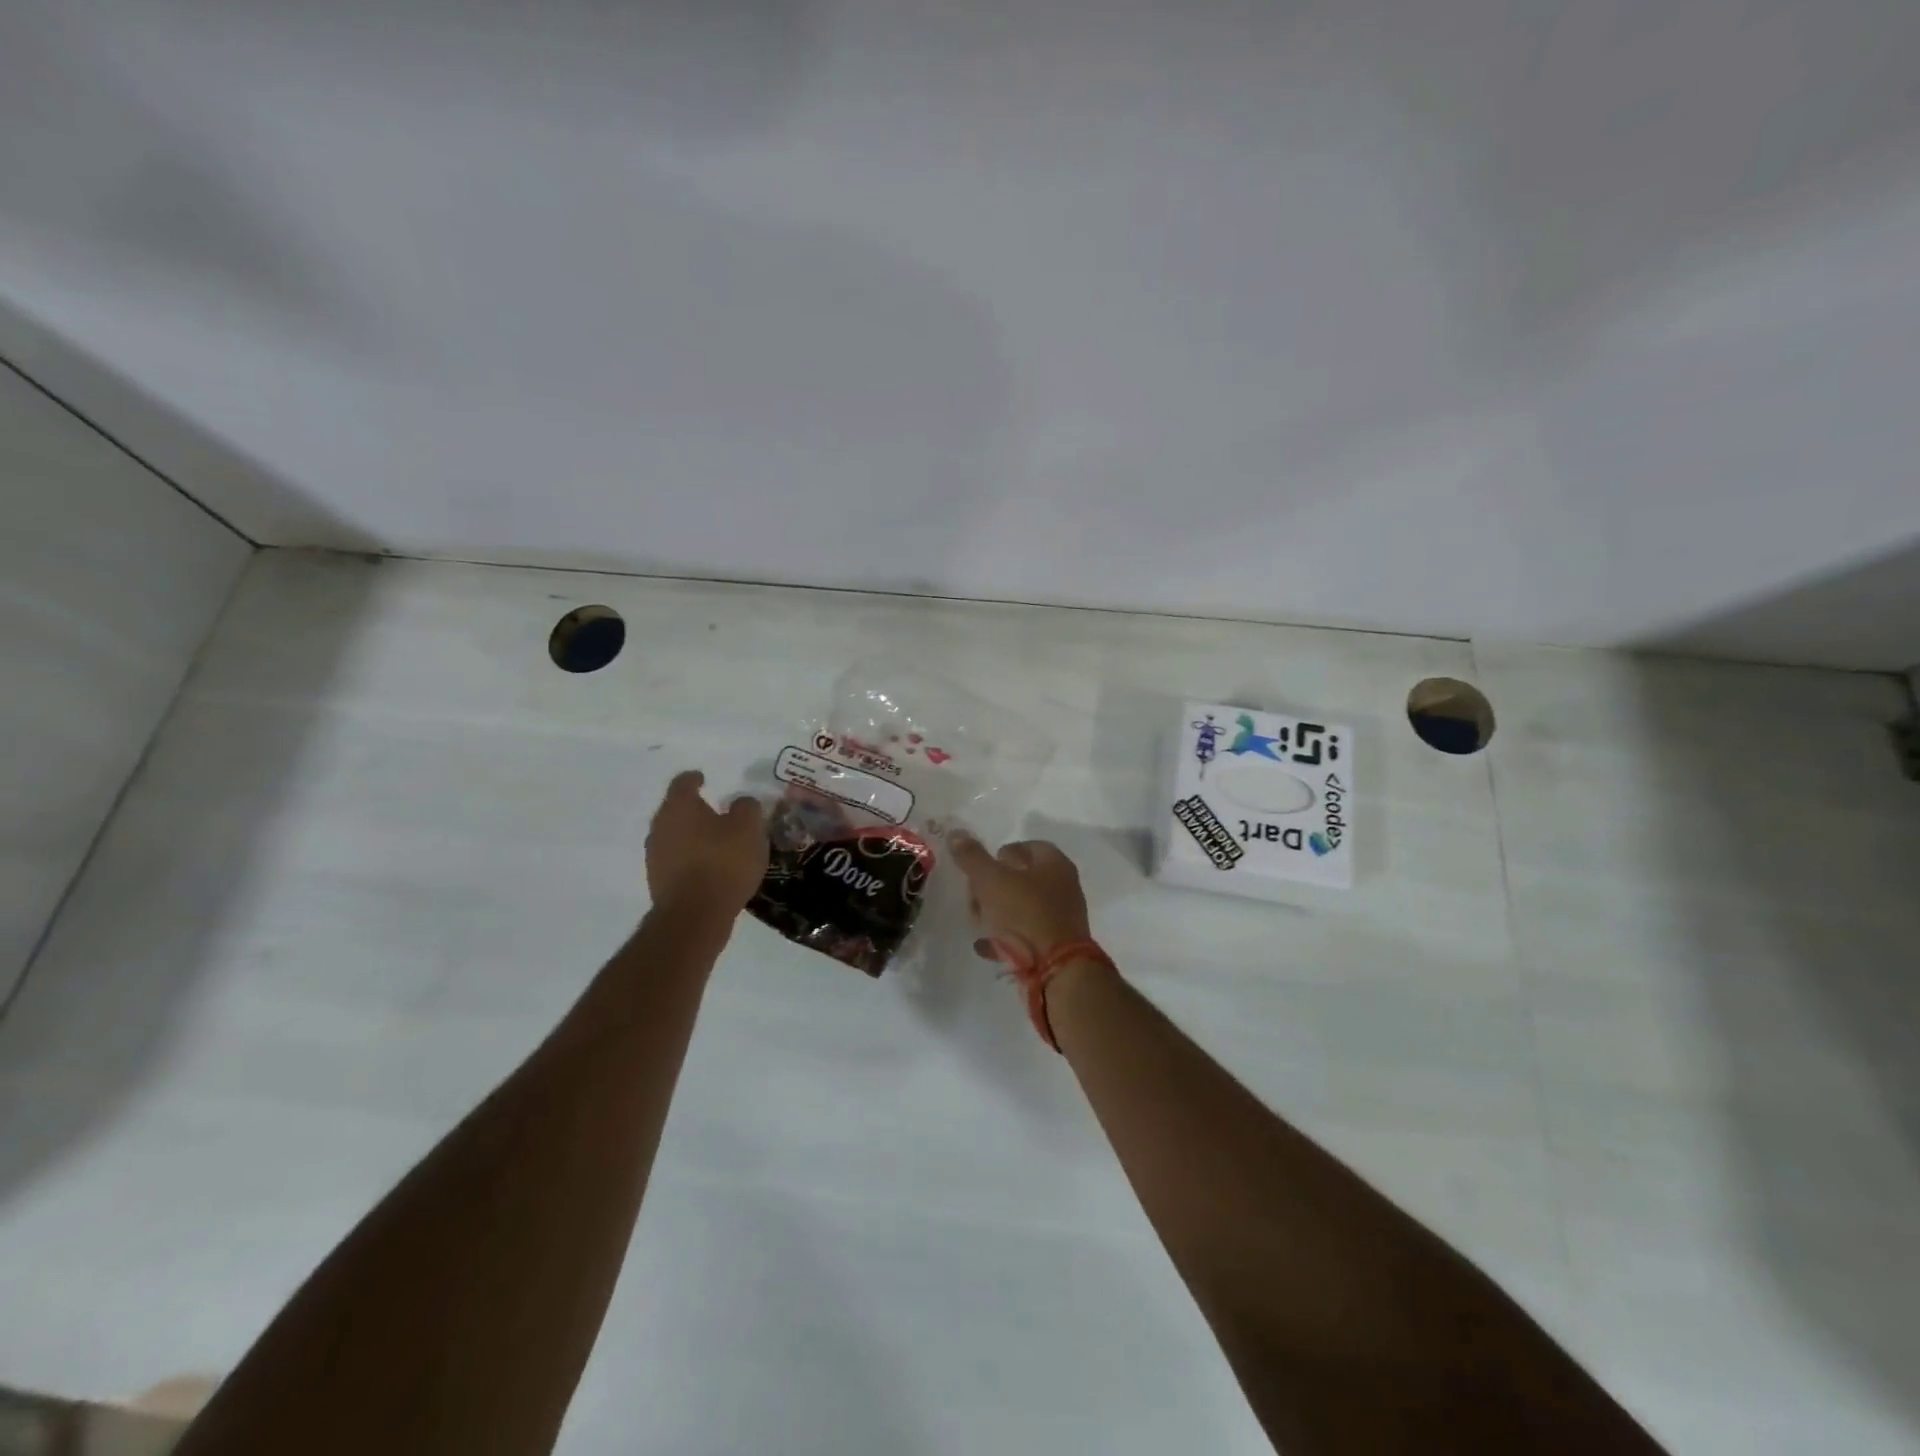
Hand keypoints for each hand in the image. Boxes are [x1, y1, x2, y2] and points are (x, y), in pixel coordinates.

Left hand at [646, 771, 767, 913]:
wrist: (695, 915)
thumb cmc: (723, 861)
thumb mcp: (749, 828)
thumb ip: (746, 808)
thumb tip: (741, 803)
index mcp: (679, 806)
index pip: (683, 782)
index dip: (694, 778)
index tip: (704, 778)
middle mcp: (660, 826)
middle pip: (676, 810)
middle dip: (694, 809)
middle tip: (716, 812)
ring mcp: (655, 855)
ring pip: (675, 836)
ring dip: (692, 836)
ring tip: (716, 842)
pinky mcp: (658, 881)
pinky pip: (676, 860)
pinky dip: (691, 858)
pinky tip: (710, 867)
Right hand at [949, 833, 1092, 958]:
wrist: (1054, 970)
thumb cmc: (1024, 914)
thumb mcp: (991, 881)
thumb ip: (972, 857)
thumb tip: (956, 833)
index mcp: (1054, 863)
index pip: (1025, 846)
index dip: (999, 855)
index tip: (979, 870)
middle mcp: (1062, 886)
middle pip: (1021, 878)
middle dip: (991, 888)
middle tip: (973, 898)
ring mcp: (1061, 917)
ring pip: (1021, 907)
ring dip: (996, 913)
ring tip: (977, 923)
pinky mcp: (1055, 945)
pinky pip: (1025, 935)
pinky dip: (1005, 937)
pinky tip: (986, 946)